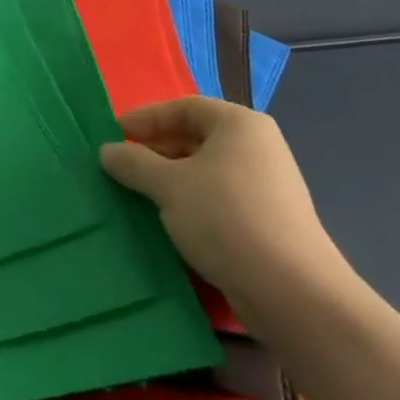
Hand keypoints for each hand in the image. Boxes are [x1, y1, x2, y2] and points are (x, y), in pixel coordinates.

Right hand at [100, 98, 355, 338]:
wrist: (292, 292)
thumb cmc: (225, 218)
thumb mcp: (169, 186)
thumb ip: (134, 163)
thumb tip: (107, 151)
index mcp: (239, 124)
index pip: (184, 107)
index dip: (146, 118)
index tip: (115, 134)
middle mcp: (258, 147)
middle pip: (197, 137)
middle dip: (157, 151)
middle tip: (123, 166)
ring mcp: (268, 185)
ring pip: (207, 172)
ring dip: (172, 180)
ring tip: (139, 195)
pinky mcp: (270, 221)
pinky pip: (220, 199)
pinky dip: (192, 203)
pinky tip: (170, 222)